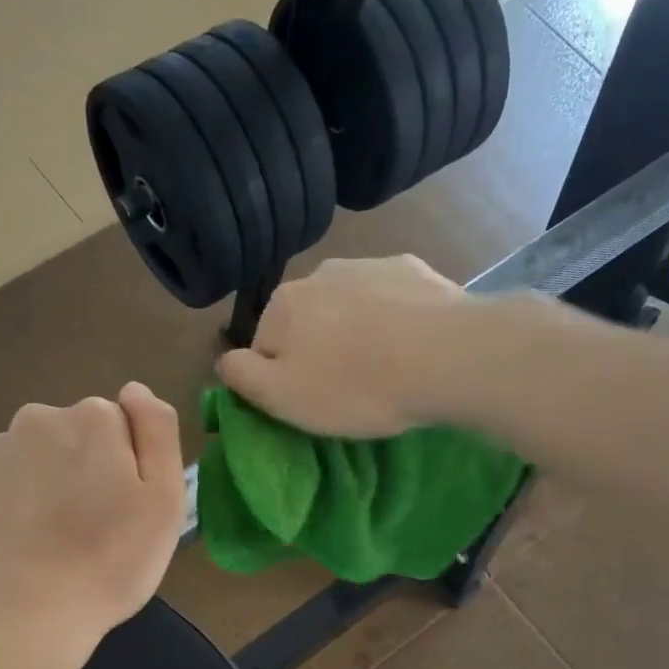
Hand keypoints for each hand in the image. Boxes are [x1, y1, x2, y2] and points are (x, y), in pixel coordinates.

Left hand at [0, 383, 184, 668]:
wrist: (17, 618)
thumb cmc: (108, 562)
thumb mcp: (165, 500)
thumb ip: (158, 431)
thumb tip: (134, 390)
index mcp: (90, 419)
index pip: (121, 425)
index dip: (130, 469)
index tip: (129, 512)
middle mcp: (36, 420)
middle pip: (77, 439)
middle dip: (88, 473)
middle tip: (98, 533)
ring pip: (39, 463)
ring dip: (51, 490)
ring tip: (58, 549)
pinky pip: (6, 490)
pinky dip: (18, 511)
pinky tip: (26, 553)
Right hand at [214, 255, 476, 436]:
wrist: (444, 356)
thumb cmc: (355, 386)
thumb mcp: (283, 397)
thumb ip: (242, 377)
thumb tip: (224, 361)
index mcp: (283, 304)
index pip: (265, 346)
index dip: (281, 379)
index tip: (309, 403)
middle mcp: (320, 272)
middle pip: (306, 322)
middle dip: (319, 351)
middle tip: (348, 390)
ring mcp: (369, 265)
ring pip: (348, 308)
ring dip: (355, 333)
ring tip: (383, 369)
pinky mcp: (413, 269)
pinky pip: (389, 300)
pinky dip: (392, 320)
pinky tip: (410, 347)